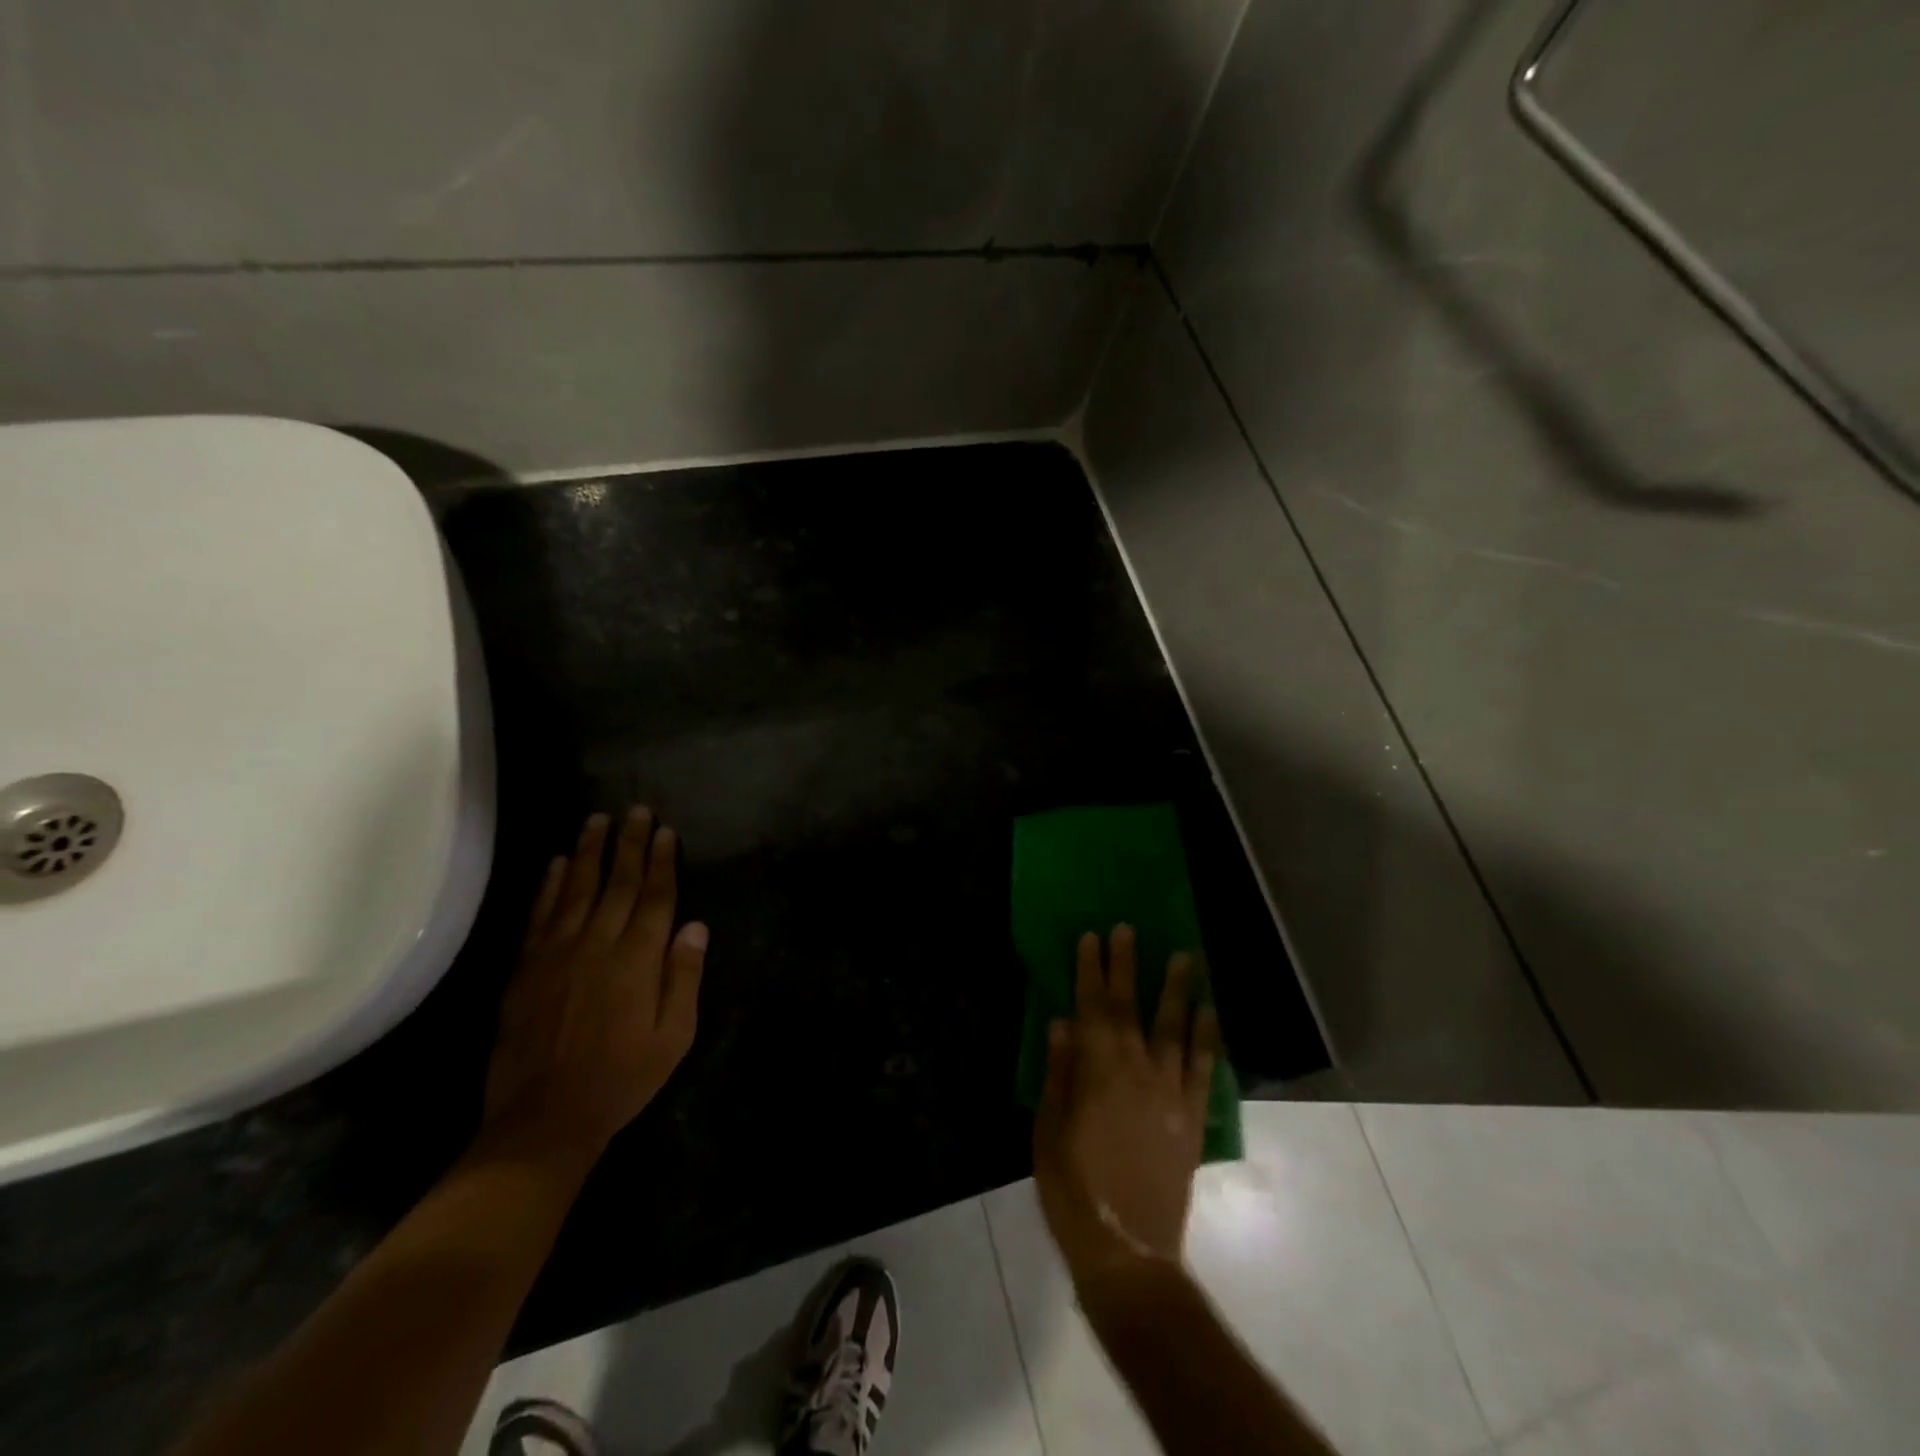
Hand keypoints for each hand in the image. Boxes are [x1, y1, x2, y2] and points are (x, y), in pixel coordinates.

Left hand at [481, 809, 707, 1168]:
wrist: (545, 1118)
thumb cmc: (623, 1077)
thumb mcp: (675, 1035)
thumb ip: (684, 976)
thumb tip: (695, 926)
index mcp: (638, 959)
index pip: (656, 896)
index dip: (663, 861)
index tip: (667, 831)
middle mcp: (598, 943)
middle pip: (618, 882)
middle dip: (630, 843)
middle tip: (637, 810)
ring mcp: (557, 952)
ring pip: (577, 888)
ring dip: (590, 851)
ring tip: (597, 819)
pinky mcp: (526, 968)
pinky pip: (540, 914)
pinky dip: (549, 885)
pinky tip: (556, 863)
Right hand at [1033, 925, 1217, 1290]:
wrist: (1127, 1251)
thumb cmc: (1074, 1190)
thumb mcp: (1048, 1131)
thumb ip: (1058, 1073)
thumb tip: (1061, 1021)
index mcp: (1097, 1072)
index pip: (1091, 1008)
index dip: (1091, 970)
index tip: (1092, 937)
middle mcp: (1137, 1071)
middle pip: (1131, 1008)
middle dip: (1128, 966)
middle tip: (1129, 929)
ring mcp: (1170, 1093)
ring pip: (1175, 1029)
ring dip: (1177, 989)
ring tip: (1184, 956)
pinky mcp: (1192, 1117)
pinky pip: (1203, 1069)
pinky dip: (1208, 1038)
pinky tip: (1209, 1013)